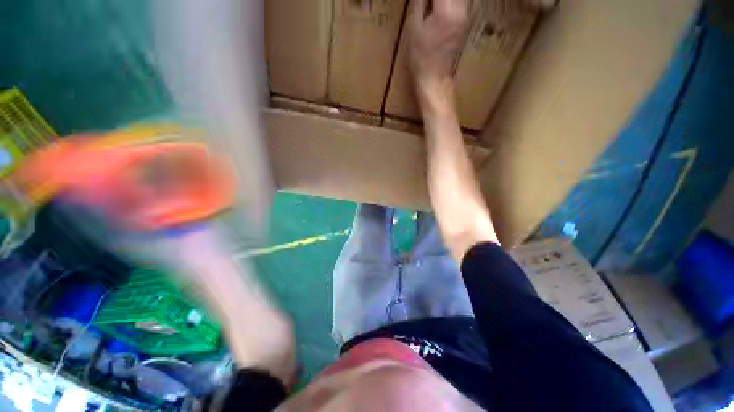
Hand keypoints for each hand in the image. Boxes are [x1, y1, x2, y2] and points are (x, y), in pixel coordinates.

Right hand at [408, 0, 468, 92]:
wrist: (435, 79)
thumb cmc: (421, 58)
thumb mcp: (415, 28)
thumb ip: (420, 1)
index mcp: (446, 11)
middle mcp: (461, 9)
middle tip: (427, 1)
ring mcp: (465, 14)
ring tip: (432, 3)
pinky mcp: (465, 19)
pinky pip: (461, 0)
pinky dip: (450, 0)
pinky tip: (439, 5)